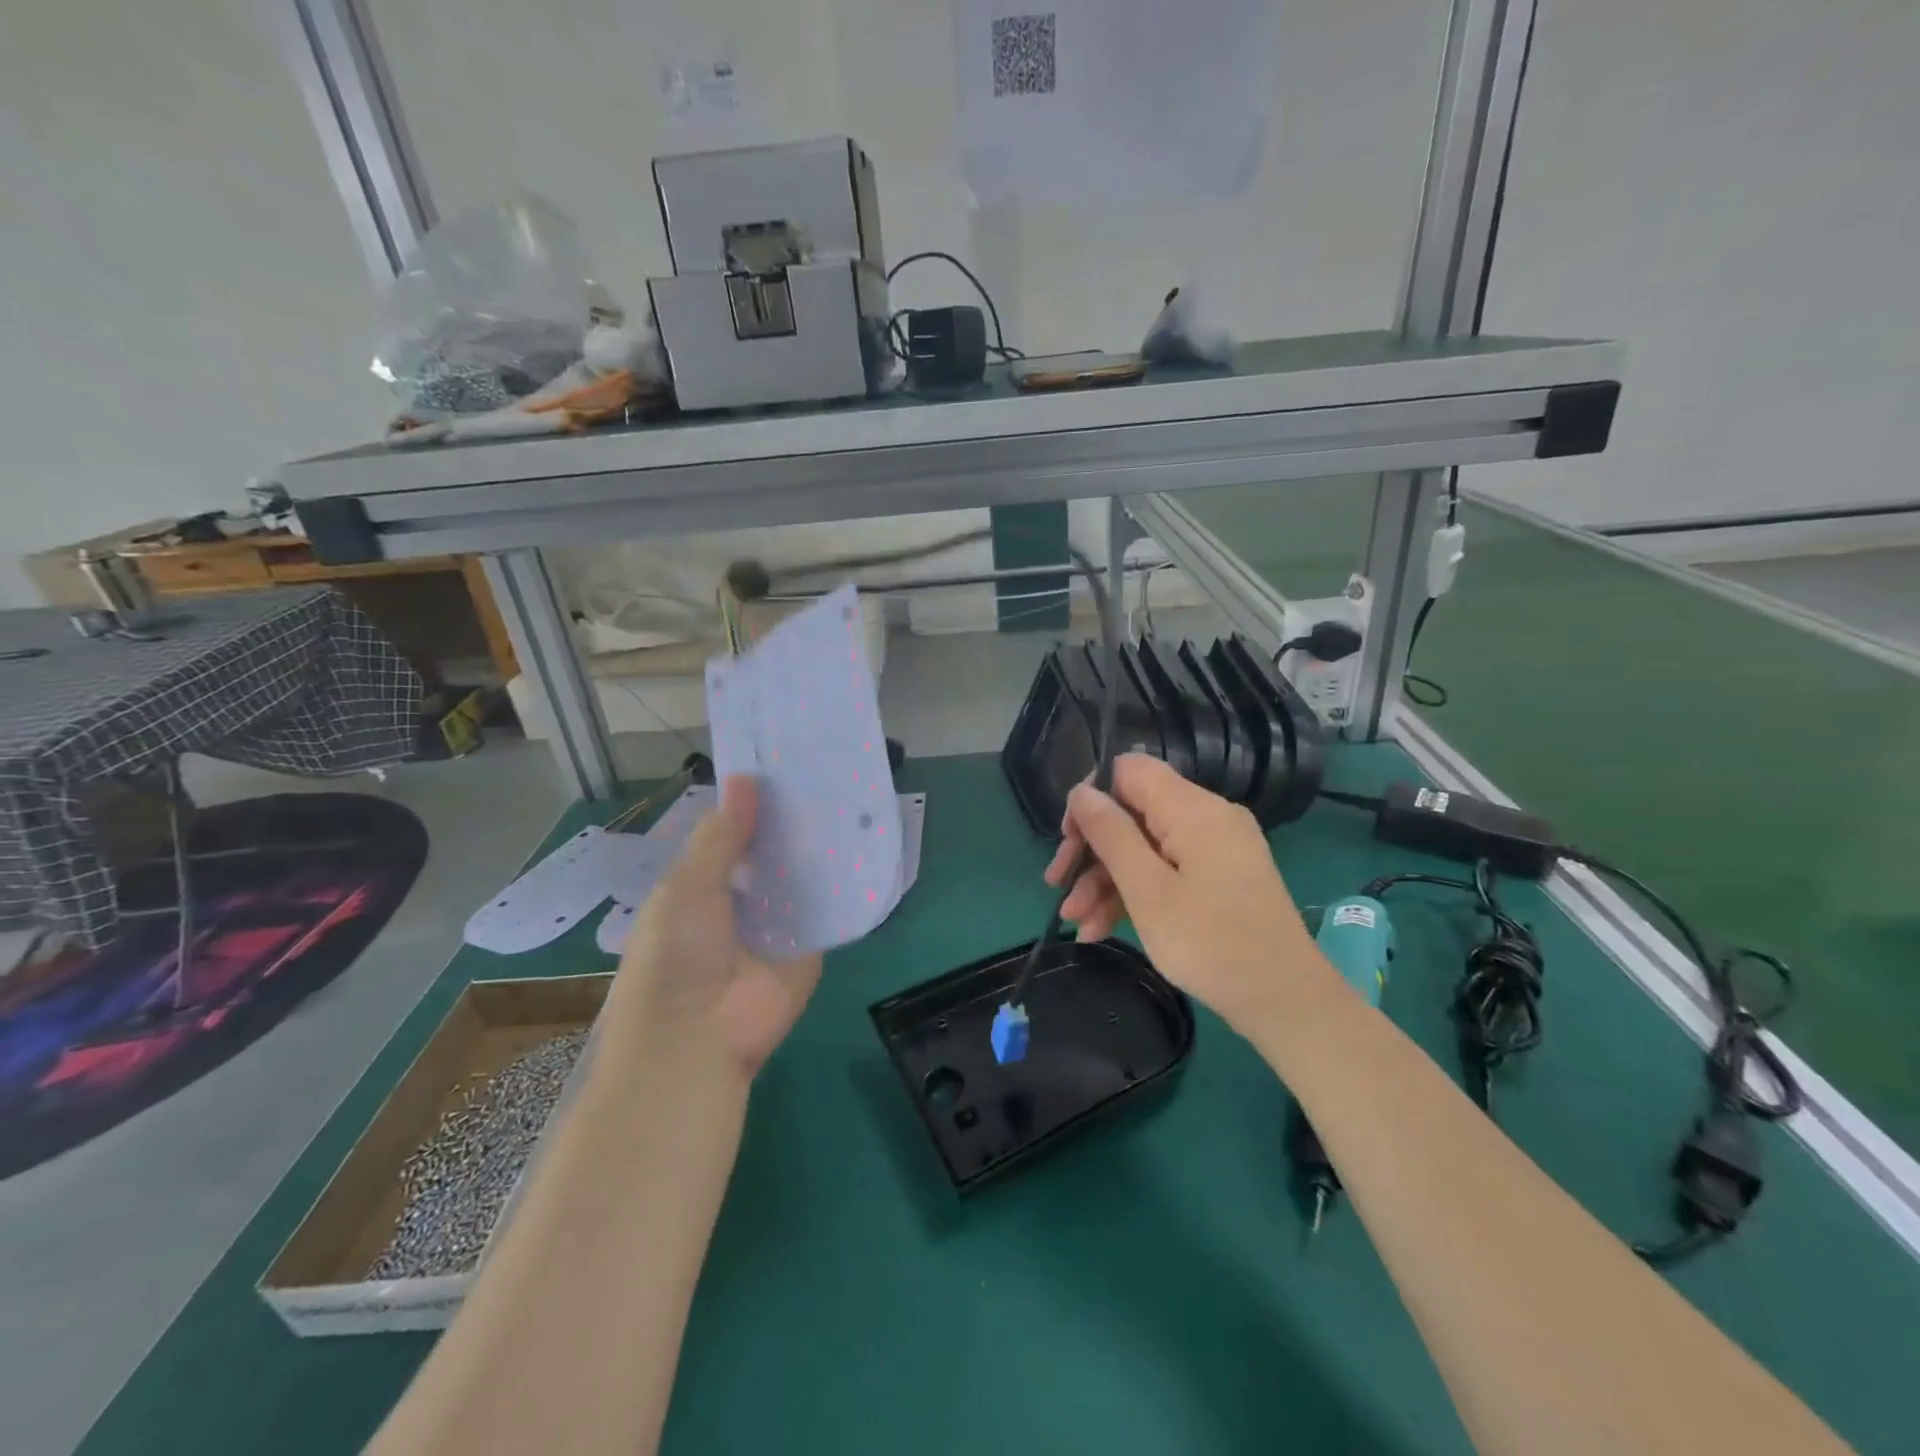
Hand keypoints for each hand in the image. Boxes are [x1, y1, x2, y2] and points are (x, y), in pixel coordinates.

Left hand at [610, 776, 821, 1076]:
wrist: (698, 1039)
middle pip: (773, 853)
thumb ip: (721, 837)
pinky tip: (865, 841)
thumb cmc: (676, 956)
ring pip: (802, 876)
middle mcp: (742, 900)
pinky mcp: (810, 946)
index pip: (734, 835)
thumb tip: (746, 779)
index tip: (785, 766)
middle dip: (793, 821)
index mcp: (702, 885)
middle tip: (828, 773)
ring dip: (820, 847)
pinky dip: (843, 881)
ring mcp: (778, 924)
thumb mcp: (688, 886)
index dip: (754, 804)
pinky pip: (828, 908)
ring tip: (851, 796)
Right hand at [1045, 754, 1325, 1033]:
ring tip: (1077, 923)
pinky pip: (1167, 870)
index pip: (1130, 771)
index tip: (1067, 839)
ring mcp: (1216, 849)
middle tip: (1058, 887)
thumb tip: (1081, 791)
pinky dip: (1136, 894)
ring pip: (1146, 847)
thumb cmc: (1211, 944)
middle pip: (1133, 813)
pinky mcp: (1220, 878)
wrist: (1286, 1002)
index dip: (1091, 796)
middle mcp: (1207, 818)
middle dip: (1092, 851)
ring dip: (1107, 881)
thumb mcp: (1147, 890)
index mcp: (1193, 809)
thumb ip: (1110, 834)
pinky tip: (1102, 930)